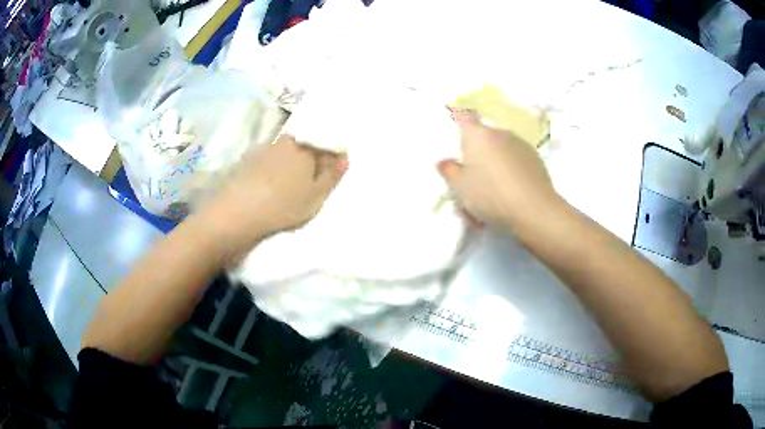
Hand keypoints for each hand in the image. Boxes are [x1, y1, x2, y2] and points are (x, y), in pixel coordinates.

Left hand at [200, 134, 347, 259]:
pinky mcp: (248, 162)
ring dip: (292, 164)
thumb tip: (344, 157)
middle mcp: (284, 142)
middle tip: (314, 180)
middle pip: (304, 145)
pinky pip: (269, 161)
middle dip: (312, 158)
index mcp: (304, 146)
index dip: (333, 155)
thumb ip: (332, 175)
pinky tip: (273, 186)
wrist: (237, 214)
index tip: (334, 170)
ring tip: (293, 186)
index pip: (325, 142)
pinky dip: (275, 170)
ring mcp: (263, 150)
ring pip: (286, 153)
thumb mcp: (316, 195)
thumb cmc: (284, 205)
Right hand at [437, 111, 559, 231]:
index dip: (457, 118)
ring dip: (495, 159)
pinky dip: (511, 168)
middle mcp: (500, 133)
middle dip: (477, 149)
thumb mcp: (460, 188)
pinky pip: (516, 158)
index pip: (463, 117)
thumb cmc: (491, 195)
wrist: (534, 210)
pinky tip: (512, 189)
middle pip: (483, 136)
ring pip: (501, 147)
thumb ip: (449, 171)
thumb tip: (444, 161)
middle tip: (472, 174)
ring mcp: (520, 144)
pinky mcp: (536, 158)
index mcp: (478, 135)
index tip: (453, 126)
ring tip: (494, 186)